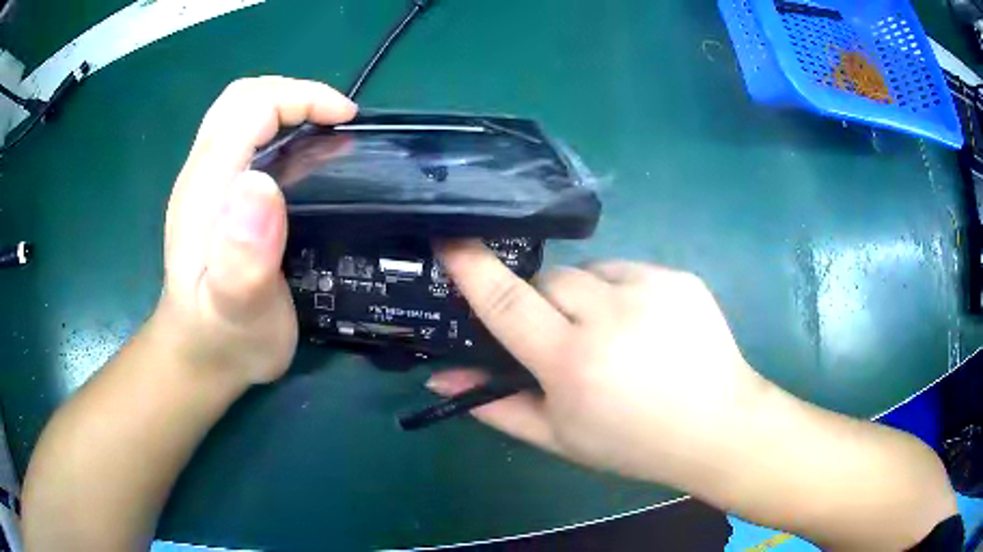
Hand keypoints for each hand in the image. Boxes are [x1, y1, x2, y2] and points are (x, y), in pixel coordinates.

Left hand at [155, 77, 356, 385]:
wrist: (200, 356)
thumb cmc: (225, 339)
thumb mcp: (238, 311)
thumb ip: (242, 258)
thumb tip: (260, 185)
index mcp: (206, 189)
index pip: (250, 108)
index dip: (300, 98)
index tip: (344, 120)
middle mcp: (201, 173)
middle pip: (242, 99)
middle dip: (294, 94)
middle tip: (336, 121)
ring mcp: (205, 182)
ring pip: (241, 113)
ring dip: (286, 107)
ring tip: (326, 133)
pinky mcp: (214, 194)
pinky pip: (244, 138)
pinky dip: (278, 129)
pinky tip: (303, 158)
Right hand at [428, 241, 766, 486]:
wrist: (717, 426)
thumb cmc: (632, 444)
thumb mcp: (559, 437)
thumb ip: (496, 405)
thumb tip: (439, 377)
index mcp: (573, 361)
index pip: (506, 300)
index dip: (471, 266)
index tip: (450, 240)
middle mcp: (609, 314)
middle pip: (549, 279)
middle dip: (541, 301)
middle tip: (561, 339)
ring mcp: (650, 288)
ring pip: (588, 272)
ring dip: (583, 297)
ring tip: (609, 335)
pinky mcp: (677, 277)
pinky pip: (626, 271)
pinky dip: (620, 293)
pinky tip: (643, 328)